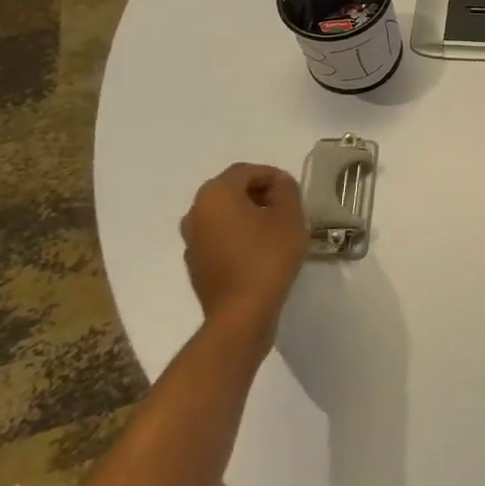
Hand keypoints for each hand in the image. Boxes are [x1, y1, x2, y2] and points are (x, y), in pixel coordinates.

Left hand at [179, 164, 309, 344]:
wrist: (241, 314)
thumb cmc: (267, 257)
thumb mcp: (289, 216)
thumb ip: (286, 189)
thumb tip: (278, 184)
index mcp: (215, 194)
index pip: (246, 171)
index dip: (272, 176)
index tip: (292, 191)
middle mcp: (195, 212)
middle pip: (232, 191)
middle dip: (260, 194)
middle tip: (286, 208)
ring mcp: (191, 240)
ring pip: (224, 215)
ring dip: (249, 216)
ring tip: (276, 230)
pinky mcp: (196, 264)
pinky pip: (219, 238)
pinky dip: (238, 236)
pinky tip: (260, 252)